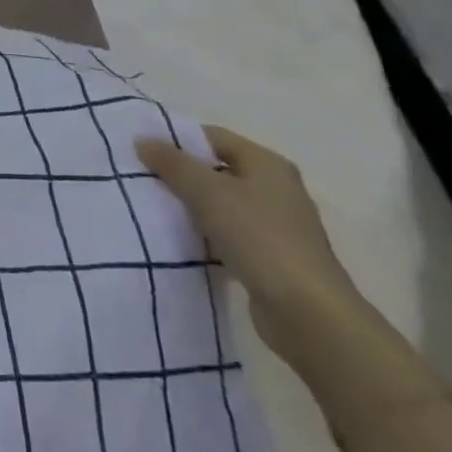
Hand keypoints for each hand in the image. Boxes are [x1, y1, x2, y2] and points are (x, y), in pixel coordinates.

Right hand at [135, 125, 362, 366]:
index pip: (213, 137)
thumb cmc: (258, 237)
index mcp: (267, 164)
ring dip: (194, 206)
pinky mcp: (274, 258)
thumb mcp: (207, 191)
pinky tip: (184, 241)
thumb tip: (142, 139)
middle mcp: (277, 189)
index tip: (145, 151)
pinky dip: (208, 234)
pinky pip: (231, 234)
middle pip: (218, 170)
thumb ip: (172, 163)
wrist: (308, 314)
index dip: (178, 139)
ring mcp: (278, 226)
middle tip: (145, 179)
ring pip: (223, 204)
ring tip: (157, 209)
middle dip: (182, 174)